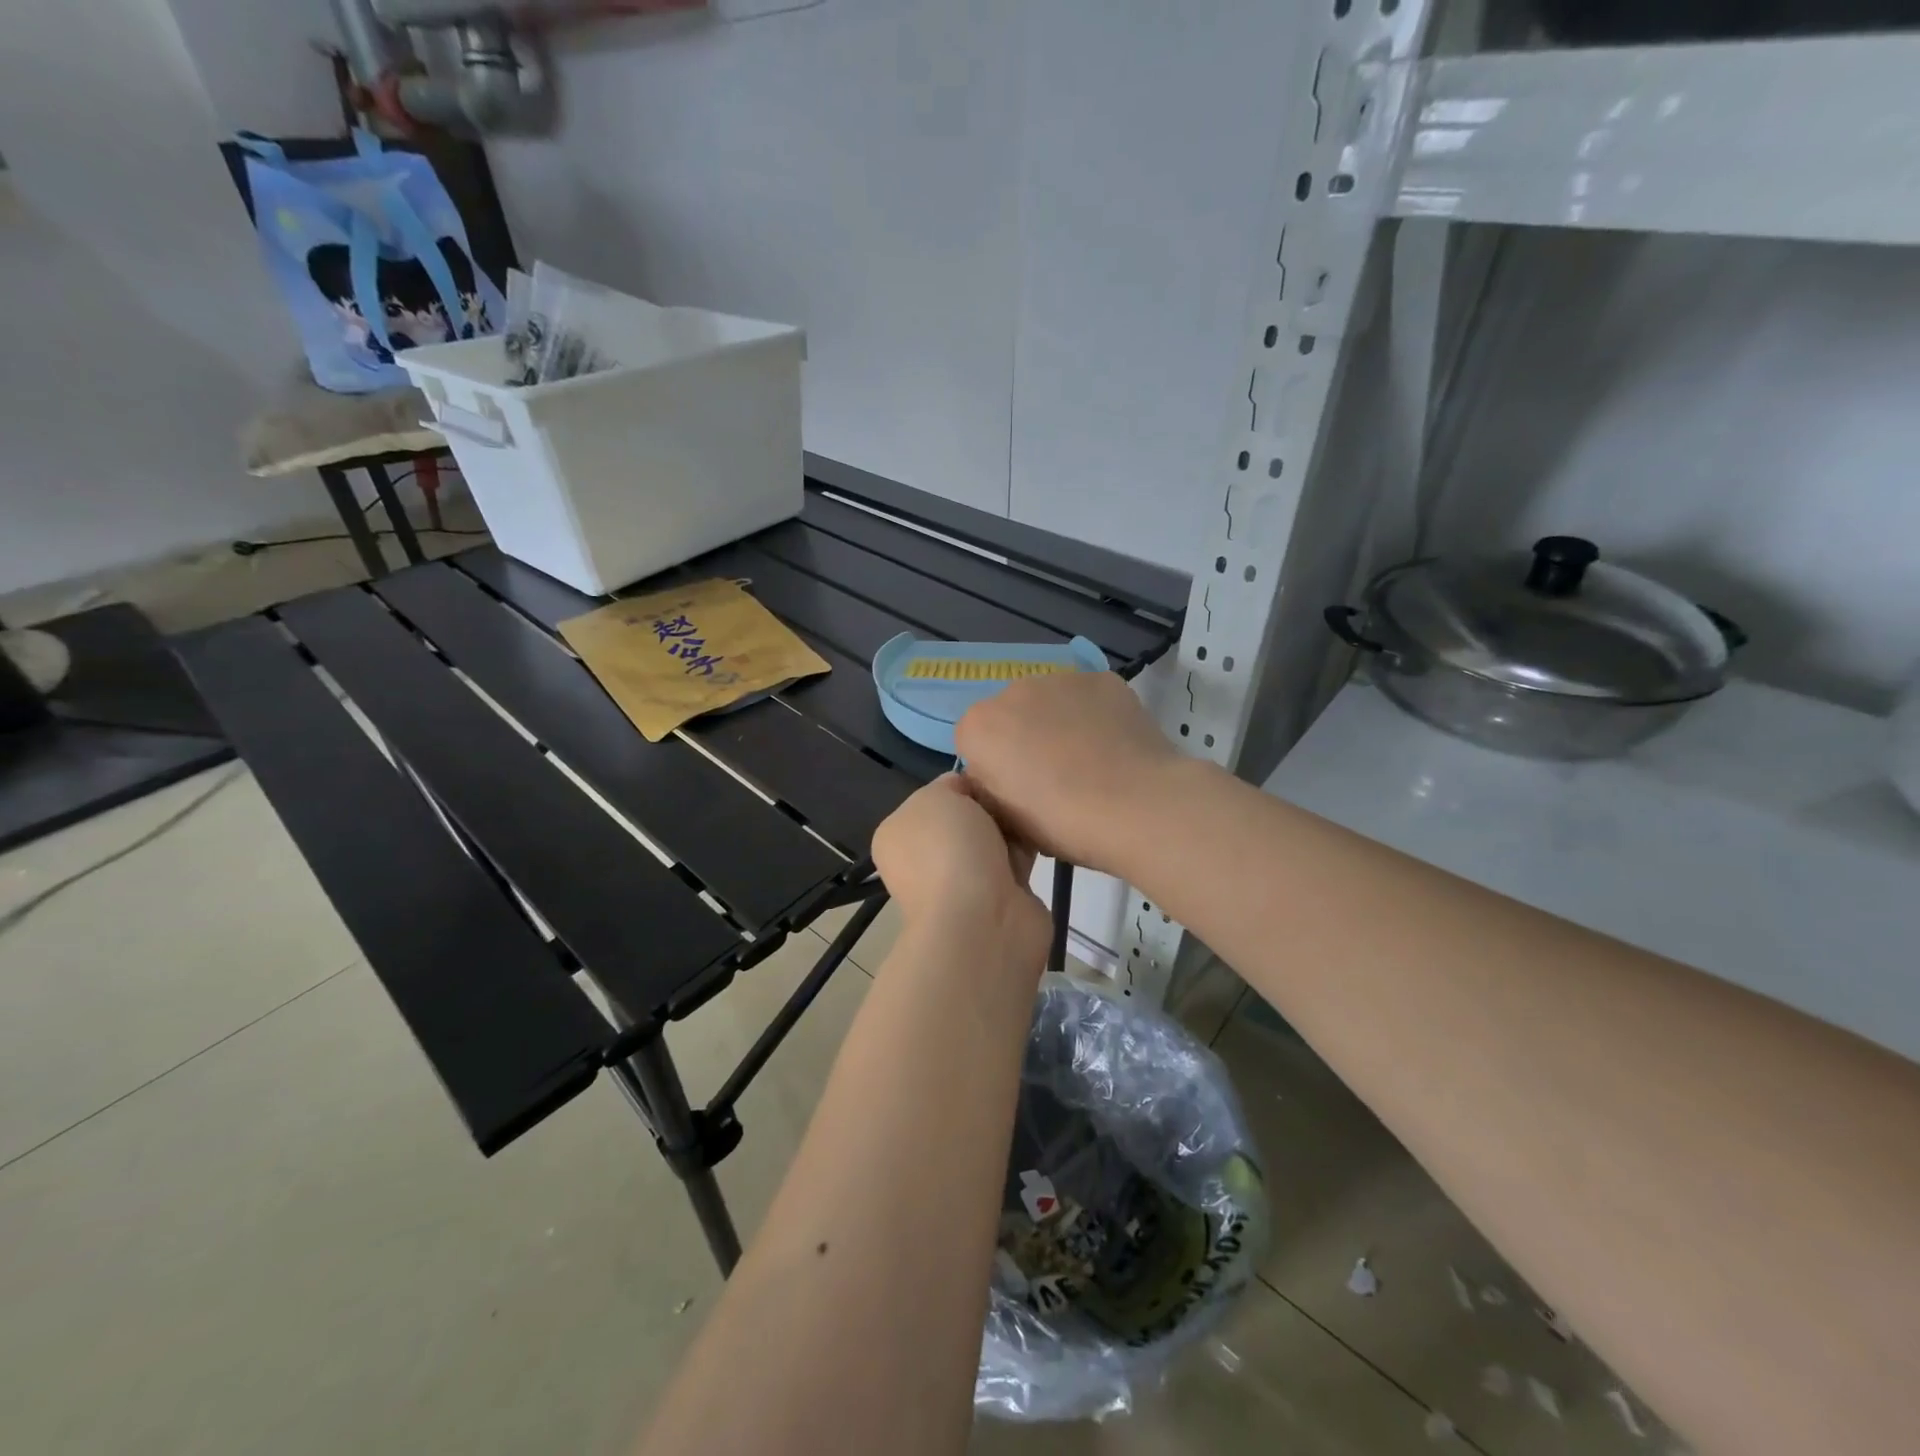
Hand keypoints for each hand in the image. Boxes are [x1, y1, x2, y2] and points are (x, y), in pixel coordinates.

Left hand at [871, 775, 1050, 963]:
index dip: (964, 784)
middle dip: (991, 805)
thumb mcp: (936, 797)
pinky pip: (1016, 860)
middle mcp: (926, 859)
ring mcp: (962, 881)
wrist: (981, 920)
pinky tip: (1044, 834)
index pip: (936, 796)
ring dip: (1012, 828)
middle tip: (1014, 795)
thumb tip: (969, 793)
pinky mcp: (999, 898)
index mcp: (900, 834)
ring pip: (994, 838)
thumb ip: (949, 785)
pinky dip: (1028, 850)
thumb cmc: (948, 849)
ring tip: (1033, 812)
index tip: (988, 779)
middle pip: (968, 816)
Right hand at [953, 671, 1183, 876]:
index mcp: (979, 726)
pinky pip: (1089, 699)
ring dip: (1059, 724)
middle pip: (1011, 715)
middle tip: (1055, 778)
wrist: (1136, 806)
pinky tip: (1114, 747)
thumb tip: (999, 778)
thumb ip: (989, 790)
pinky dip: (1095, 716)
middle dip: (1025, 739)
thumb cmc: (1062, 822)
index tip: (1019, 794)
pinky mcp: (1104, 678)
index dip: (995, 770)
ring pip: (1051, 702)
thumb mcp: (1006, 821)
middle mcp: (1013, 690)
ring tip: (1090, 762)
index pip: (974, 743)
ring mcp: (1061, 679)